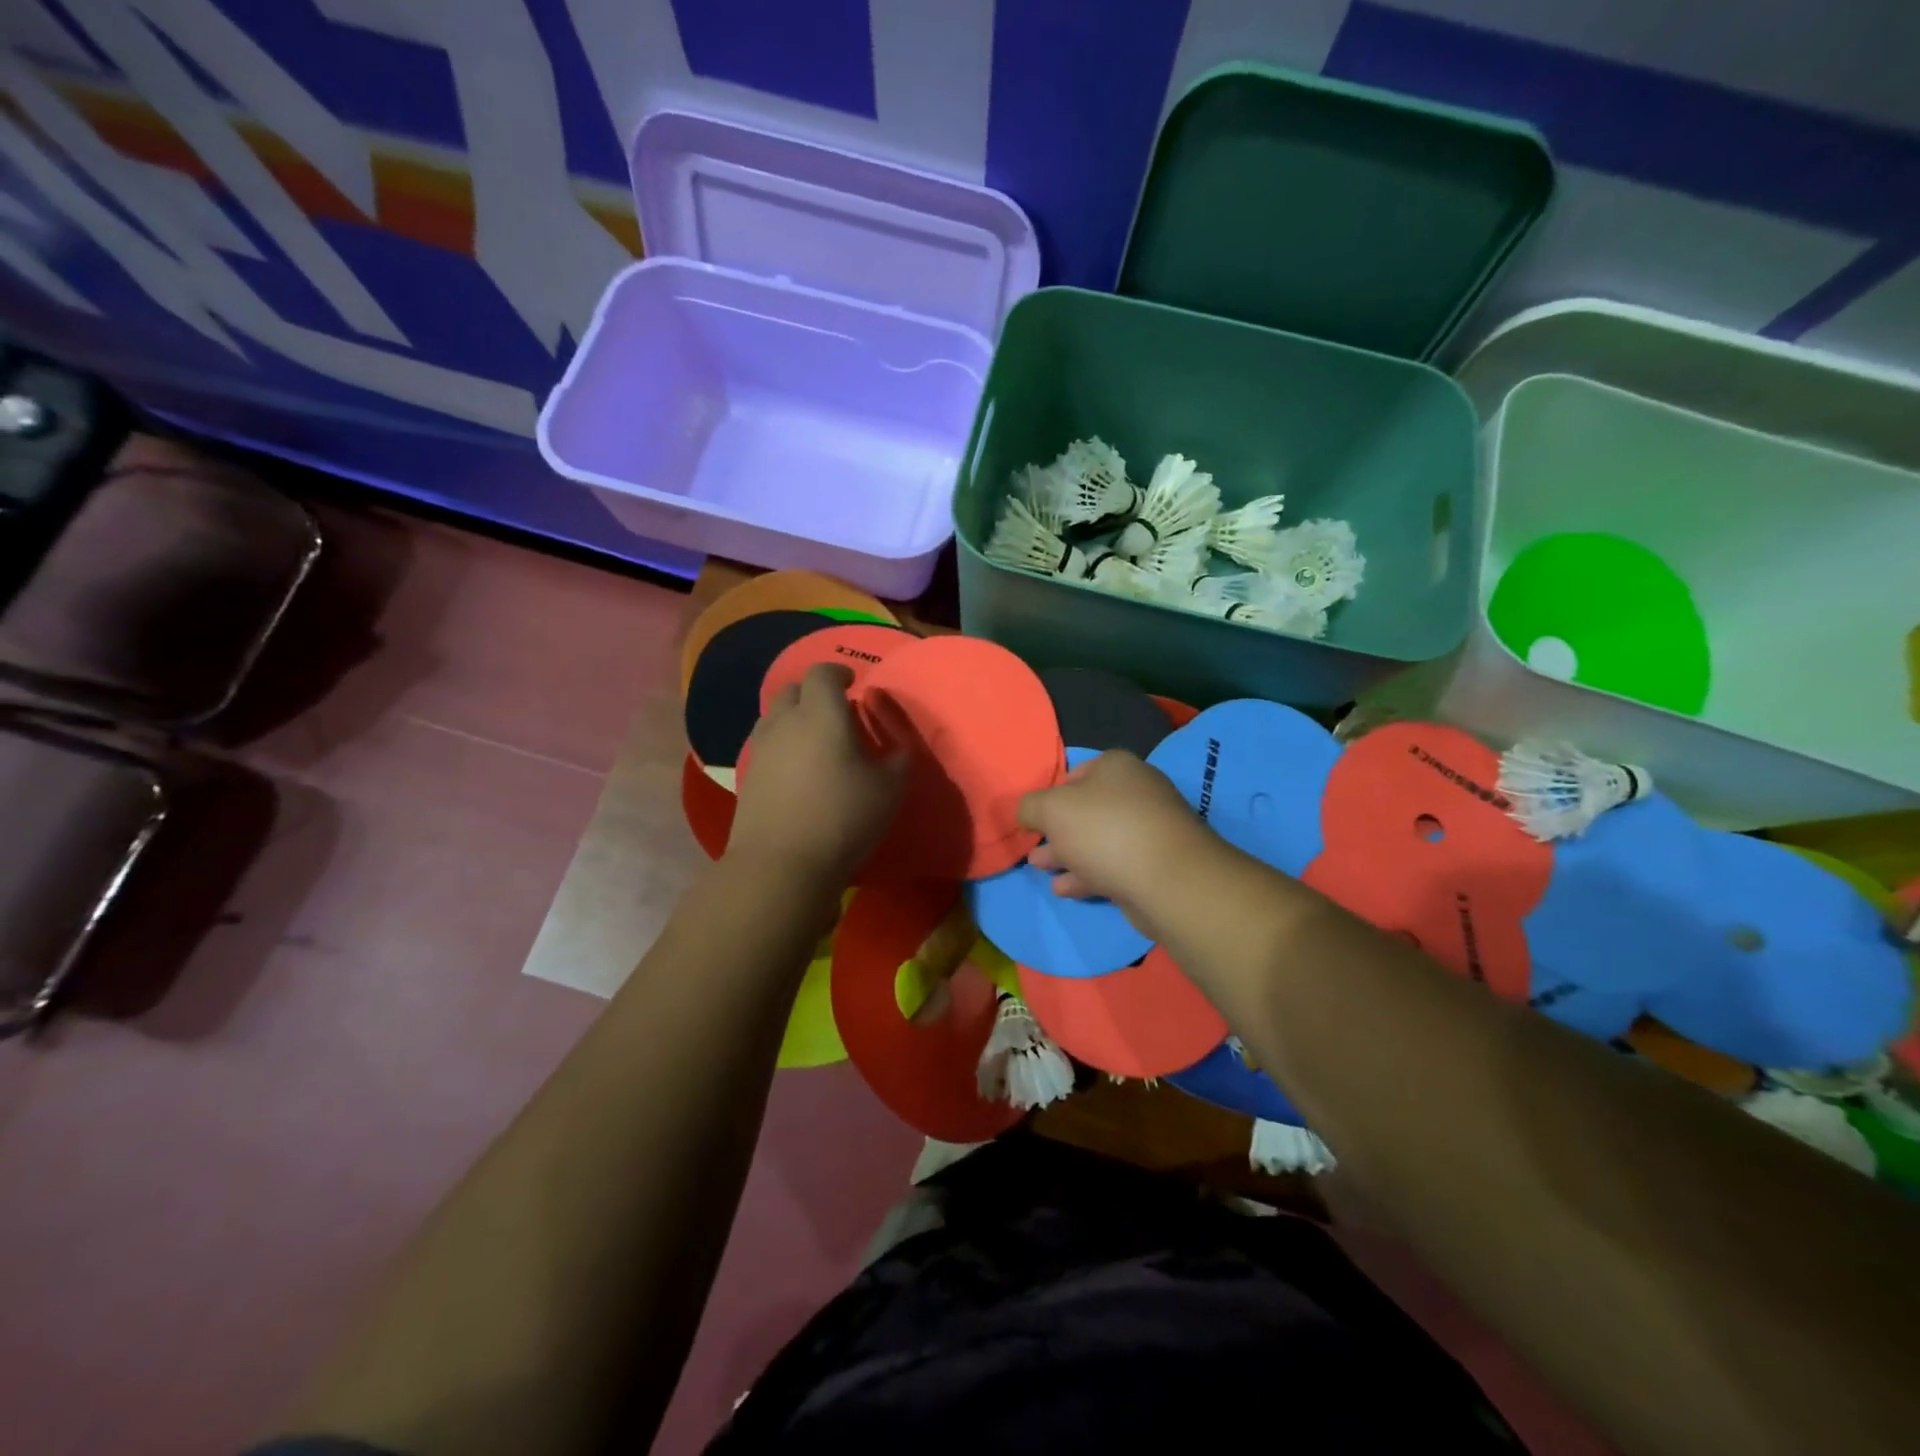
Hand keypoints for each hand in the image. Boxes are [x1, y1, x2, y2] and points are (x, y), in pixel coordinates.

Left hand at [727, 663, 906, 887]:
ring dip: (796, 718)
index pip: (822, 673)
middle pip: (794, 690)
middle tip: (837, 713)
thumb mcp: (890, 789)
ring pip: (776, 717)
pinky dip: (783, 745)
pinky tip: (799, 771)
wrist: (781, 864)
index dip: (839, 673)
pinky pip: (767, 745)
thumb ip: (898, 757)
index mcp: (820, 713)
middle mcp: (785, 721)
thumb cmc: (843, 817)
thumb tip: (897, 744)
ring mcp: (760, 749)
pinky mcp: (747, 776)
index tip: (854, 684)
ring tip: (817, 742)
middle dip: (815, 693)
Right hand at [1018, 750, 1217, 933]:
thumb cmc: (1104, 830)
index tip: (1036, 817)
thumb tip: (1026, 812)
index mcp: (1116, 766)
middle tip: (1034, 848)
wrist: (1167, 879)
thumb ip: (1030, 807)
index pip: (1077, 773)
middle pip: (1087, 809)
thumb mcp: (1051, 810)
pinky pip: (1113, 865)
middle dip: (1058, 829)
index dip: (1052, 793)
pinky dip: (1087, 874)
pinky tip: (1064, 888)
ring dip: (1068, 854)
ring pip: (1098, 840)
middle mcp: (1137, 792)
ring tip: (1041, 869)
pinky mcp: (1155, 865)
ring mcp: (1150, 830)